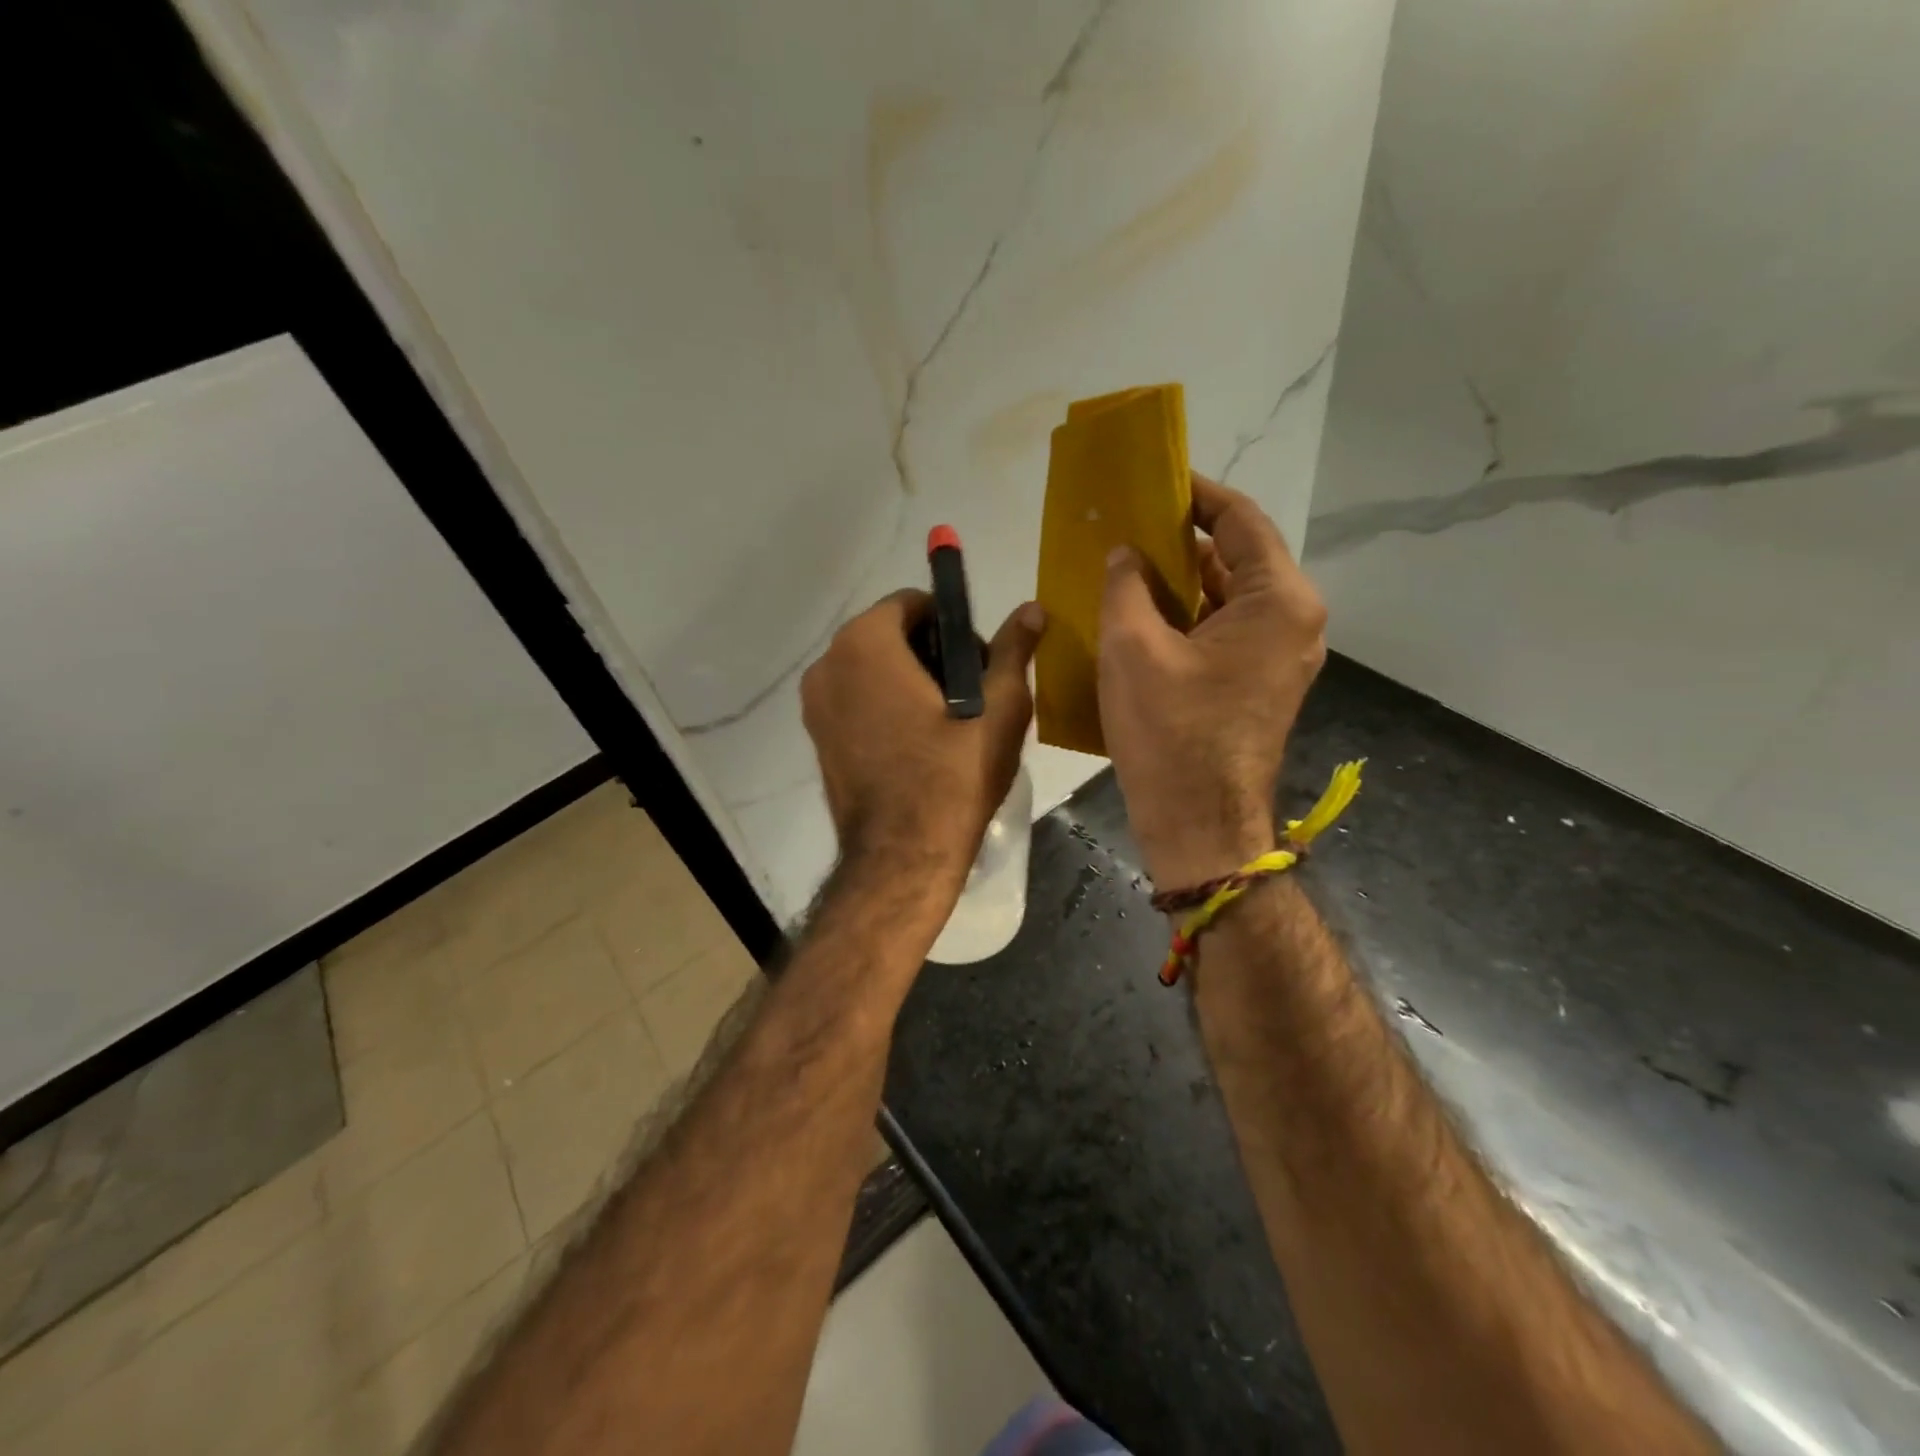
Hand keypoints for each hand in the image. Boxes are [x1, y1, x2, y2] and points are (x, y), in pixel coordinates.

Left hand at [801, 591, 1044, 893]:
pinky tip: (916, 744)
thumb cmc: (955, 775)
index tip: (976, 664)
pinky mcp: (816, 738)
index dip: (952, 625)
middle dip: (930, 653)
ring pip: (871, 669)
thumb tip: (1033, 608)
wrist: (902, 856)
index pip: (913, 603)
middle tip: (969, 696)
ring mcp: (815, 704)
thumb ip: (1013, 649)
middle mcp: (828, 664)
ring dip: (908, 680)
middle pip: (889, 635)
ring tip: (946, 724)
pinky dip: (884, 706)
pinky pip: (856, 701)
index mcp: (865, 643)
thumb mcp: (999, 708)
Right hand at [1098, 474, 1326, 888]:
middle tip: (1127, 525)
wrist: (1199, 823)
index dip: (1195, 495)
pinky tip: (1141, 615)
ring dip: (1180, 581)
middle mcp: (1293, 621)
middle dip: (1181, 540)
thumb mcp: (1132, 647)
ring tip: (1126, 566)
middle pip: (1237, 558)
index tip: (1152, 481)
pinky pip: (1224, 631)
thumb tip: (1126, 553)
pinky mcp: (1259, 683)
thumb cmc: (1170, 732)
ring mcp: (1280, 656)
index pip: (1240, 520)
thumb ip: (1126, 585)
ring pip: (1228, 597)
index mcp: (1278, 600)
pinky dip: (1187, 617)